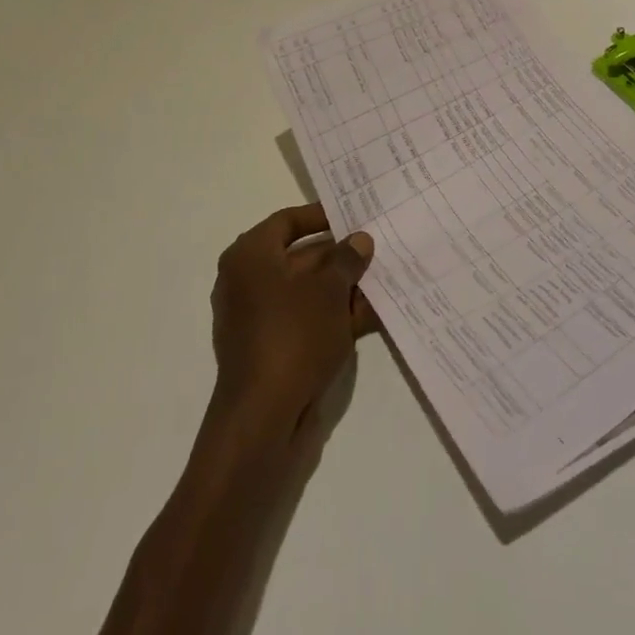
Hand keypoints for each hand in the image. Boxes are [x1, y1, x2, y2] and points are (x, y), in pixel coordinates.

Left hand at [210, 204, 377, 440]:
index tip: (354, 214)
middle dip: (341, 256)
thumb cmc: (293, 335)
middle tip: (378, 248)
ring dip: (344, 288)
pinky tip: (373, 315)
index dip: (322, 215)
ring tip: (385, 280)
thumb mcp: (329, 289)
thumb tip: (359, 240)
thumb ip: (346, 260)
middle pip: (301, 257)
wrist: (263, 419)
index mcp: (250, 256)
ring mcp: (259, 318)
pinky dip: (335, 317)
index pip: (288, 221)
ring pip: (308, 292)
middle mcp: (248, 281)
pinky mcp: (273, 349)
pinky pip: (307, 321)